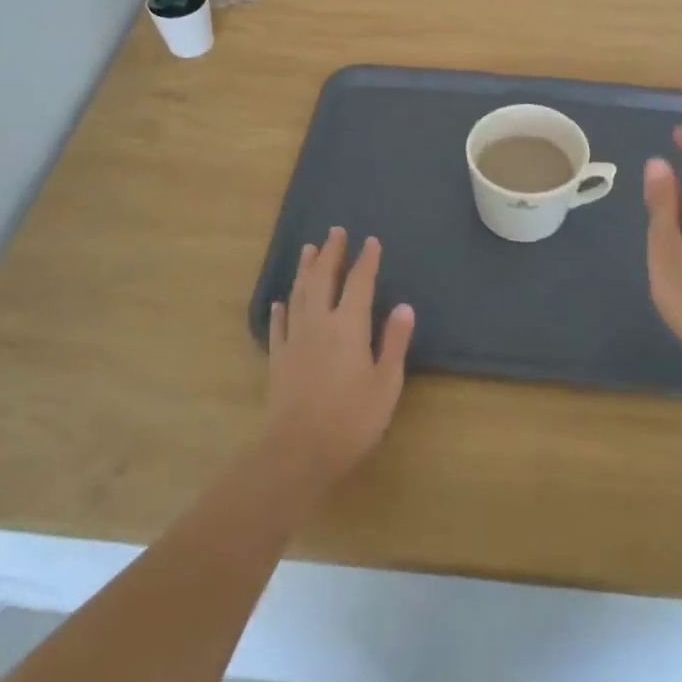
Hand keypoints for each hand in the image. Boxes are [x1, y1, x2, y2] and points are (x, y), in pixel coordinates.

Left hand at [264, 227, 415, 483]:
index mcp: (348, 326)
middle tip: (335, 231)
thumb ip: (393, 342)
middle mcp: (318, 323)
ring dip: (304, 270)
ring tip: (308, 249)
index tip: (371, 241)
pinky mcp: (278, 359)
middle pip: (323, 279)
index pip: (359, 283)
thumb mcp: (385, 383)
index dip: (366, 261)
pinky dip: (281, 309)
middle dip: (331, 254)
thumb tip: (403, 307)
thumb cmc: (351, 419)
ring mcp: (294, 340)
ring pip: (298, 295)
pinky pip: (278, 325)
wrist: (298, 450)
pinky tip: (280, 300)